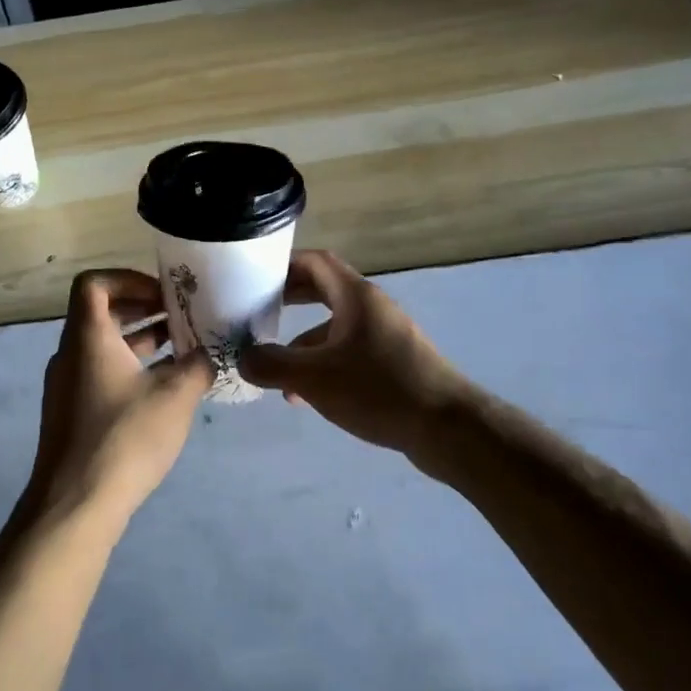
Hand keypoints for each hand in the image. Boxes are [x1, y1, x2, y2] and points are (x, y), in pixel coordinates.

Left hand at [31, 269, 213, 526]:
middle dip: (144, 310)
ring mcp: (68, 386)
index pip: (94, 283)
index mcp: (88, 337)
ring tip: (183, 351)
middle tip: (181, 318)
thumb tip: (209, 354)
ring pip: (104, 347)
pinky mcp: (72, 414)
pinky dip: (131, 369)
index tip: (162, 295)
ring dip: (142, 342)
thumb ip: (197, 366)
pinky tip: (164, 391)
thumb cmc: (124, 438)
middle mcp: (71, 354)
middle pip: (102, 314)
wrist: (74, 506)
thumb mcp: (174, 397)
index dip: (128, 278)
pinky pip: (101, 374)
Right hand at [239, 250, 470, 456]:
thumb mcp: (314, 378)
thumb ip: (272, 365)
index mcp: (355, 296)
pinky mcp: (394, 363)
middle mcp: (372, 308)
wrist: (448, 428)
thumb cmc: (378, 390)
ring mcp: (386, 335)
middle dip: (288, 300)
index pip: (315, 261)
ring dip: (303, 342)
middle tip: (257, 312)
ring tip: (277, 371)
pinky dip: (324, 364)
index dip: (283, 264)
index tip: (254, 277)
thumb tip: (243, 359)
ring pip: (334, 327)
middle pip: (323, 291)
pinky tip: (308, 397)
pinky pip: (349, 352)